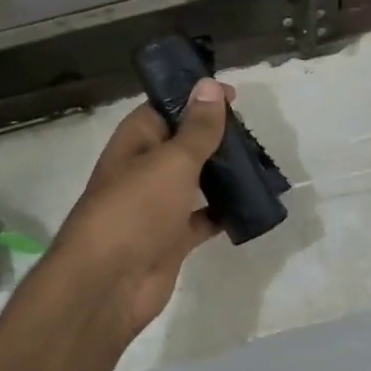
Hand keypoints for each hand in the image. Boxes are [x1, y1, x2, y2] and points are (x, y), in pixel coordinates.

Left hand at [45, 79, 230, 340]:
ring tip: (261, 164)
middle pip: (183, 145)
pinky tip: (252, 205)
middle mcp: (144, 170)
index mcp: (135, 142)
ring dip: (223, 174)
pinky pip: (203, 218)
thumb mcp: (172, 161)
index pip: (165, 109)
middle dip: (215, 138)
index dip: (196, 99)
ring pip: (196, 181)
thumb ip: (197, 128)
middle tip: (254, 133)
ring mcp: (157, 207)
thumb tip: (209, 85)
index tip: (233, 96)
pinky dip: (224, 212)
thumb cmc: (136, 210)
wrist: (108, 284)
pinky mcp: (172, 239)